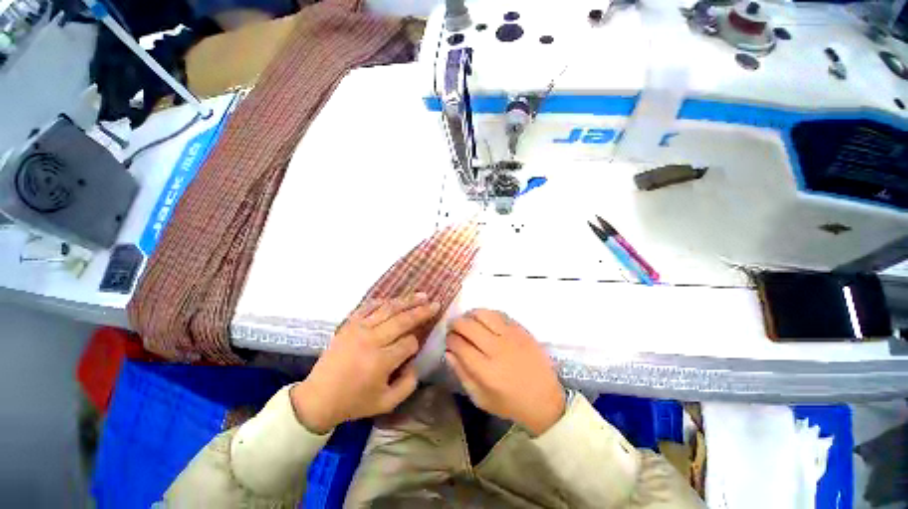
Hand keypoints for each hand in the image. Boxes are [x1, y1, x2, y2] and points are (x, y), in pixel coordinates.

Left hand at [291, 294, 439, 433]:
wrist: (318, 397)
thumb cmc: (354, 402)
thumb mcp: (386, 403)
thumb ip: (408, 385)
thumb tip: (417, 364)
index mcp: (381, 361)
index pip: (409, 343)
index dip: (416, 344)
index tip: (416, 347)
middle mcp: (372, 340)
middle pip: (402, 320)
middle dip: (421, 311)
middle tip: (435, 303)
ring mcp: (359, 329)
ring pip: (388, 309)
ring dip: (407, 301)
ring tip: (422, 295)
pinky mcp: (349, 324)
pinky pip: (369, 306)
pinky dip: (384, 301)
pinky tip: (395, 299)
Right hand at [446, 309, 565, 436]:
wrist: (545, 399)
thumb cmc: (510, 403)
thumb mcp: (481, 398)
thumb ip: (462, 374)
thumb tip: (448, 352)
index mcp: (486, 371)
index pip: (459, 345)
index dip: (449, 339)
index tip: (448, 340)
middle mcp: (497, 349)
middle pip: (468, 326)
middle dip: (455, 324)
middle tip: (454, 327)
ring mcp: (511, 337)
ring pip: (483, 314)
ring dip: (471, 315)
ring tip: (468, 320)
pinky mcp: (521, 330)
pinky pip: (499, 314)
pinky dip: (487, 314)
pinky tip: (484, 321)